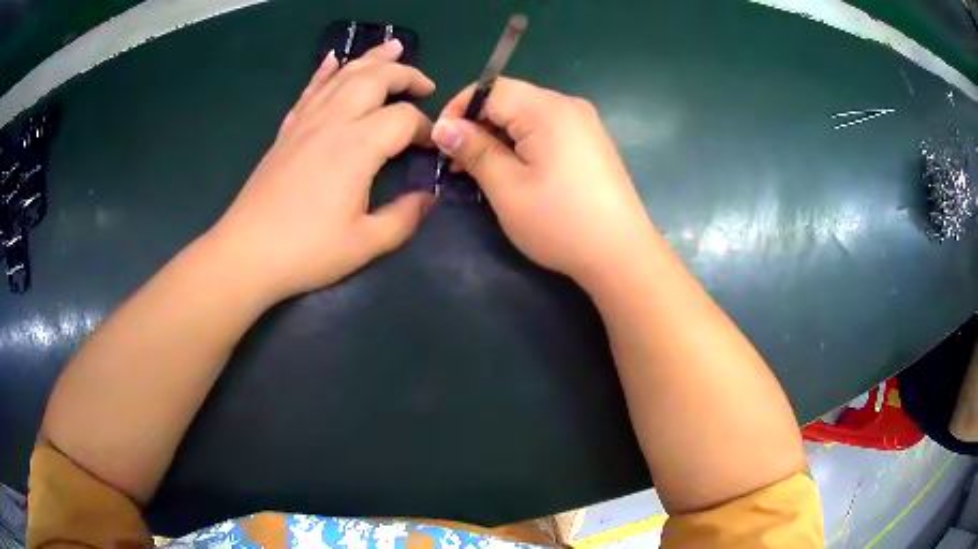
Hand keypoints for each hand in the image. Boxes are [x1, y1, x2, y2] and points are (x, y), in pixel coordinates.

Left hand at [211, 40, 436, 300]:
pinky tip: (332, 59)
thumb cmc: (306, 251)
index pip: (403, 118)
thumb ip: (405, 218)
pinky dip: (324, 72)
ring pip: (343, 76)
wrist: (246, 253)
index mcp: (356, 147)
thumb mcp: (365, 244)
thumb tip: (429, 198)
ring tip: (393, 47)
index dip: (426, 128)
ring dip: (371, 59)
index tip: (433, 148)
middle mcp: (332, 122)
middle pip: (375, 78)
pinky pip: (310, 90)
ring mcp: (305, 122)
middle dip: (405, 74)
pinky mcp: (287, 131)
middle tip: (425, 85)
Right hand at [431, 78, 653, 288]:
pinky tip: (513, 170)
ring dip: (498, 136)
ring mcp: (584, 123)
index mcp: (547, 109)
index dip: (459, 109)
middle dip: (477, 124)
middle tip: (457, 162)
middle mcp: (568, 105)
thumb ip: (474, 150)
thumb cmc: (560, 222)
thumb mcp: (507, 187)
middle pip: (510, 99)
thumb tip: (443, 127)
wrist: (621, 254)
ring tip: (479, 170)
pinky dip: (522, 143)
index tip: (440, 142)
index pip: (491, 89)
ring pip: (526, 116)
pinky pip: (546, 130)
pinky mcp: (590, 142)